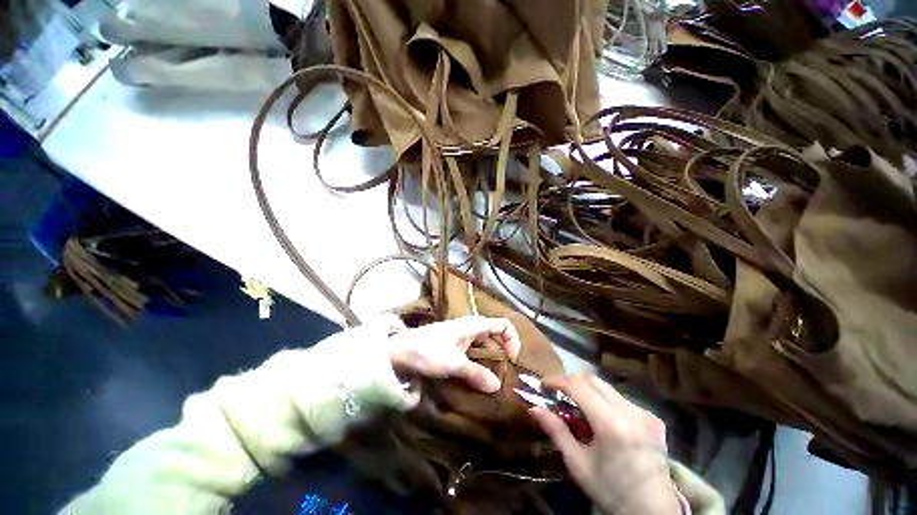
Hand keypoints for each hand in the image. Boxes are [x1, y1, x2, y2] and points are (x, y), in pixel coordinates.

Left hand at [388, 316, 521, 392]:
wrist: (401, 351)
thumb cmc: (429, 351)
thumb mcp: (454, 363)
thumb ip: (476, 374)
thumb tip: (497, 386)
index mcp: (474, 325)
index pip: (503, 325)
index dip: (513, 340)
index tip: (512, 361)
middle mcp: (471, 328)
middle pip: (496, 336)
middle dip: (504, 354)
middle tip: (506, 376)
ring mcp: (463, 337)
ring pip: (485, 346)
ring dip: (491, 362)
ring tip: (494, 382)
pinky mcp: (455, 346)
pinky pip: (474, 353)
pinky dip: (480, 364)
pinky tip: (479, 379)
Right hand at [530, 373, 680, 514]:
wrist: (653, 513)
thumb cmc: (610, 491)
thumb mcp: (578, 464)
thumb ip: (556, 431)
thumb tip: (533, 408)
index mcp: (610, 423)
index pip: (578, 386)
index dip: (558, 381)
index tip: (544, 385)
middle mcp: (630, 411)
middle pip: (592, 380)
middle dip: (571, 382)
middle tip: (558, 393)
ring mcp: (644, 413)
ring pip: (607, 387)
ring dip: (588, 390)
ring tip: (579, 406)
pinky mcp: (653, 419)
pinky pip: (622, 399)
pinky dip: (606, 400)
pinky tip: (604, 419)